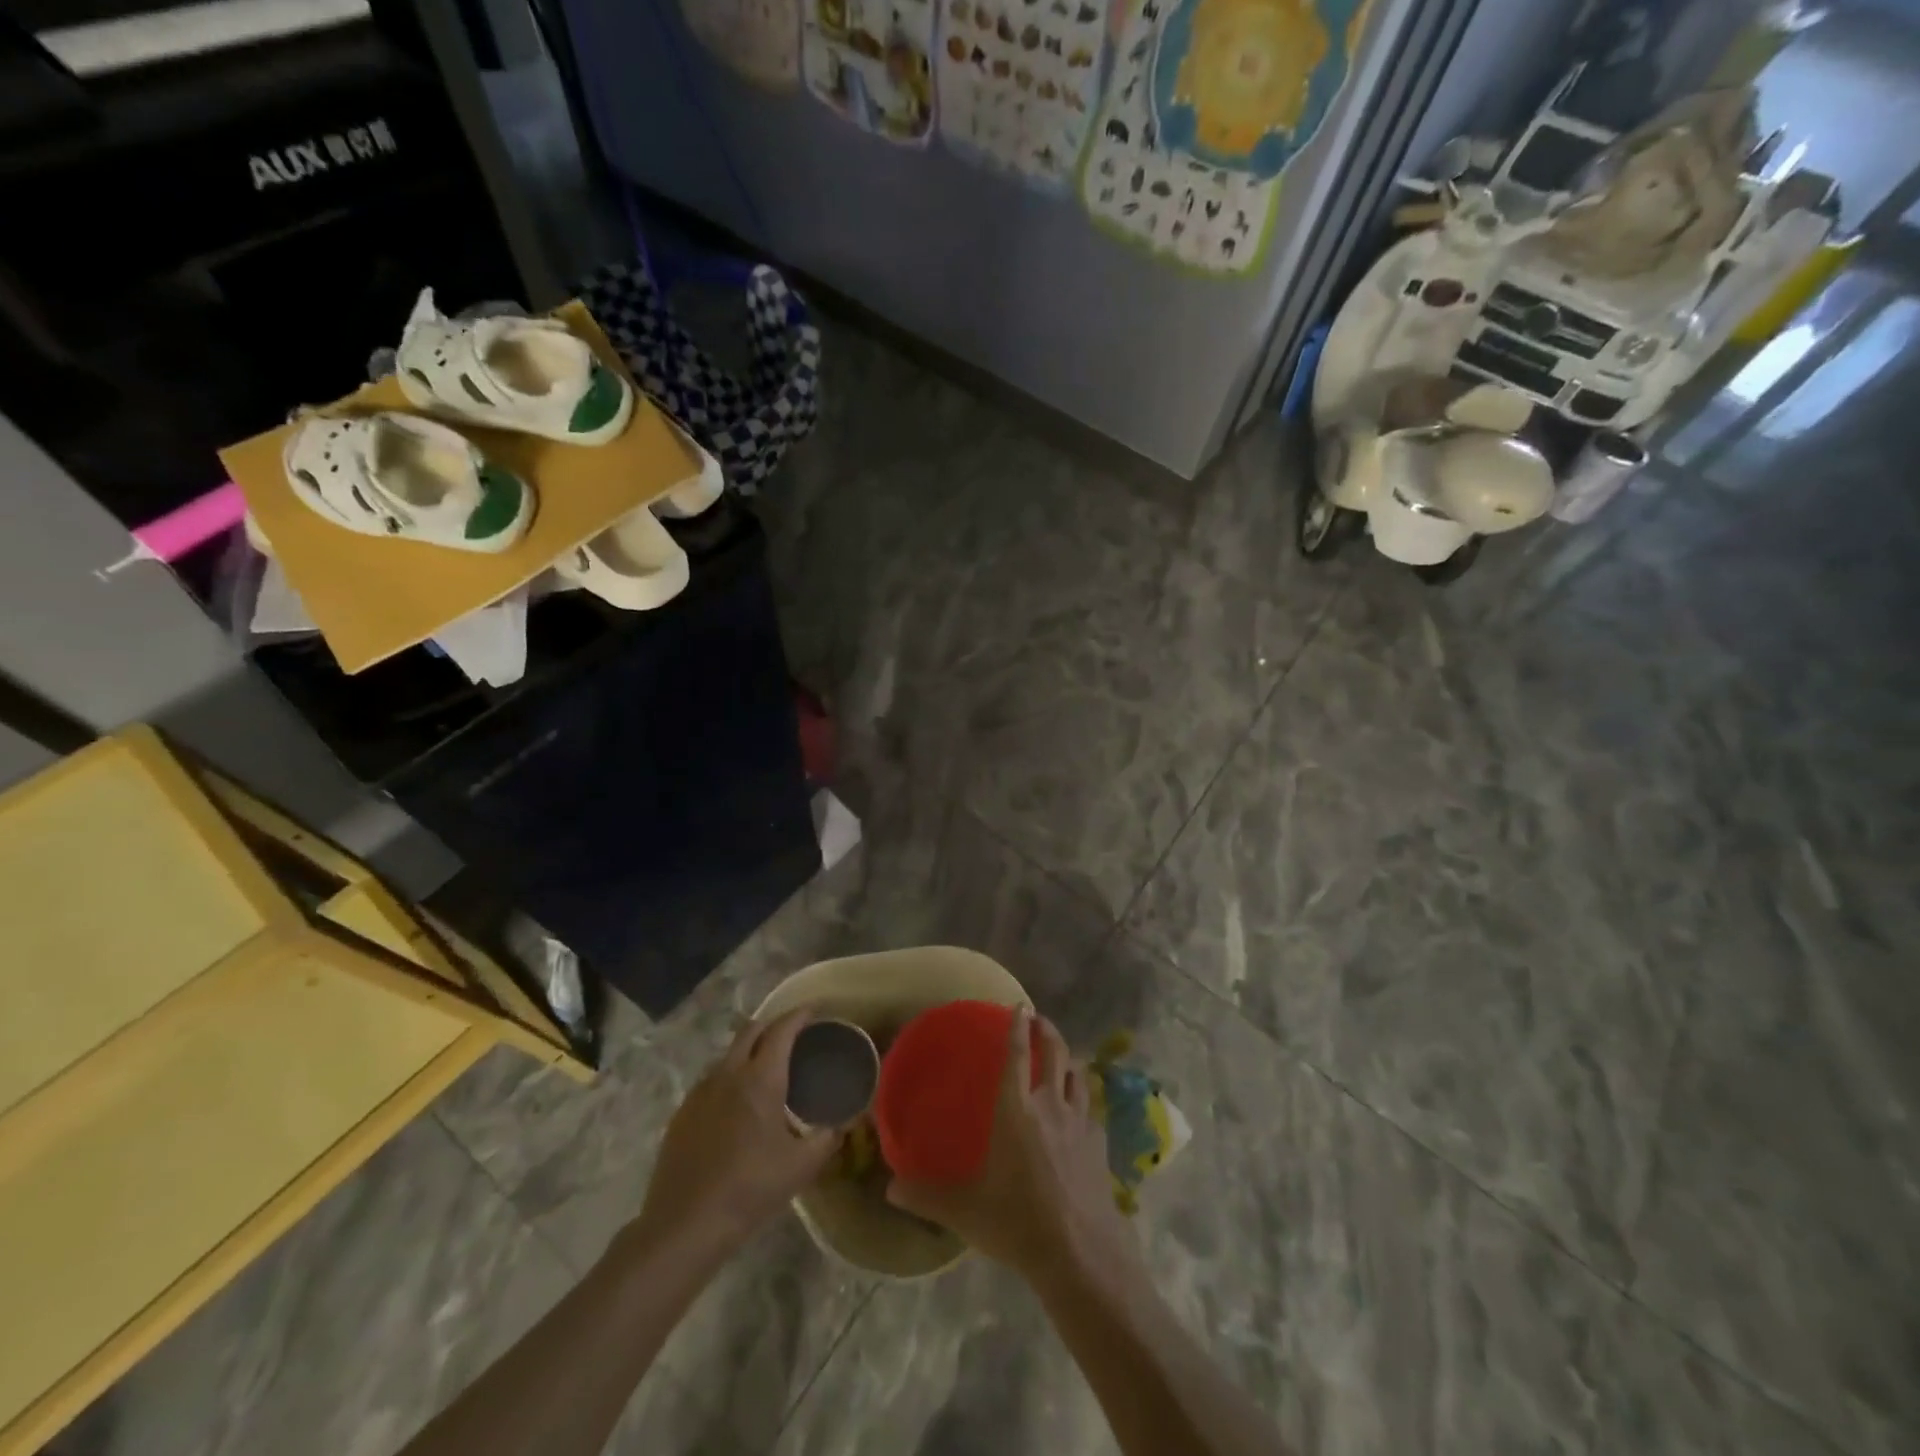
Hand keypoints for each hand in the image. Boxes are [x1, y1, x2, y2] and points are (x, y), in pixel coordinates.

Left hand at [633, 1010, 842, 1256]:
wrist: (684, 1225)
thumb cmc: (749, 1190)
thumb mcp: (801, 1167)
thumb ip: (827, 1139)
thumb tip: (844, 1123)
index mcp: (760, 1078)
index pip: (782, 1030)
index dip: (799, 1015)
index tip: (815, 1010)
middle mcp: (728, 1074)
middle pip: (751, 1030)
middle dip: (774, 1023)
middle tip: (794, 1033)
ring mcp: (700, 1092)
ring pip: (729, 1054)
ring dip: (750, 1050)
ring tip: (767, 1067)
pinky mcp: (682, 1113)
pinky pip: (712, 1079)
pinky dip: (731, 1076)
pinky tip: (738, 1102)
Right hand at [886, 1008, 1137, 1282]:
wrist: (1079, 1252)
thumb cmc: (1017, 1221)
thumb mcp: (965, 1211)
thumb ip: (927, 1196)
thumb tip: (889, 1189)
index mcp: (1016, 1110)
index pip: (1016, 1056)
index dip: (1017, 1028)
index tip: (1020, 1006)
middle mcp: (1050, 1105)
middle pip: (1055, 1054)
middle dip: (1048, 1031)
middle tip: (1040, 1019)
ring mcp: (1079, 1123)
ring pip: (1078, 1076)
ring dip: (1069, 1059)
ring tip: (1063, 1056)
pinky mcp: (1099, 1144)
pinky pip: (1092, 1110)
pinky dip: (1085, 1100)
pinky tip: (1082, 1110)